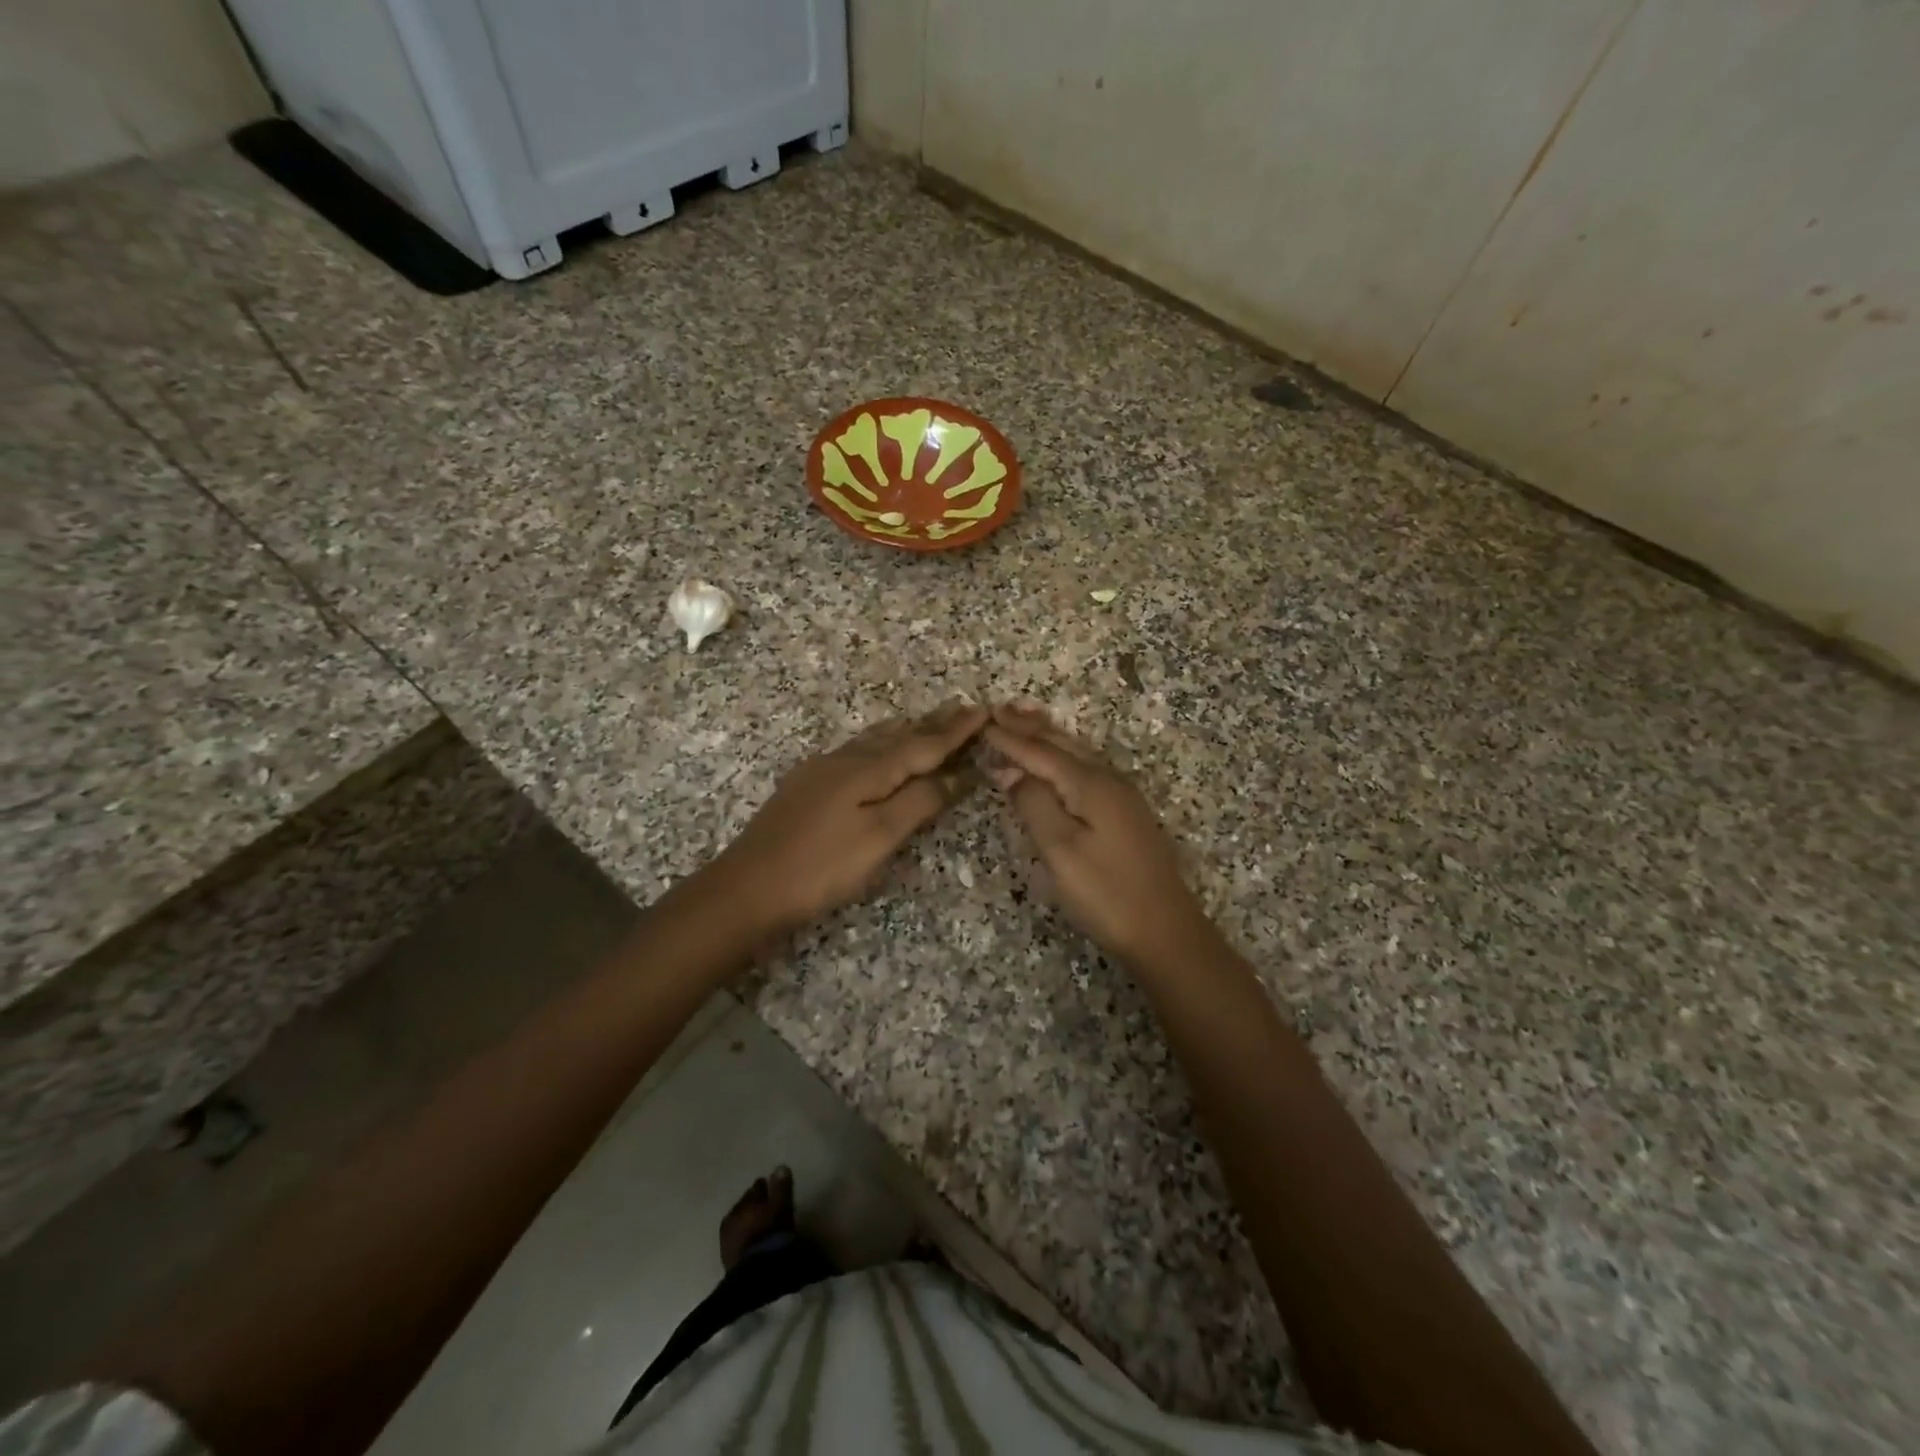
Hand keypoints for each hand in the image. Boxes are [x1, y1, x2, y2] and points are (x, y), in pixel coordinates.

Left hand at [715, 703, 987, 933]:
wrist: (747, 887)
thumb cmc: (822, 866)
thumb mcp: (880, 837)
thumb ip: (919, 802)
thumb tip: (956, 774)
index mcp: (868, 769)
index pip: (923, 744)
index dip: (955, 730)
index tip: (983, 710)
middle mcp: (846, 759)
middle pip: (898, 735)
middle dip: (932, 723)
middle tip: (961, 707)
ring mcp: (822, 770)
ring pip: (873, 740)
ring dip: (905, 730)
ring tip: (924, 721)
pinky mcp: (806, 785)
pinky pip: (855, 751)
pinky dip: (879, 744)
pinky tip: (874, 750)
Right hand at [985, 704, 1212, 966]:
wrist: (1165, 930)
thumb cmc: (1106, 893)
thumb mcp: (1060, 850)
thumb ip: (1034, 804)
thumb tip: (1012, 772)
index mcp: (1090, 784)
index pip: (1040, 752)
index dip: (1009, 740)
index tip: (980, 724)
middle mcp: (1108, 779)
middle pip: (1062, 744)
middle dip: (1029, 727)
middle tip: (1000, 709)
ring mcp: (1122, 796)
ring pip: (1077, 753)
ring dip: (1048, 736)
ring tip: (1025, 719)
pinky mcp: (1126, 813)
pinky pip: (1086, 769)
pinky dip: (1063, 756)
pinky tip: (1059, 760)